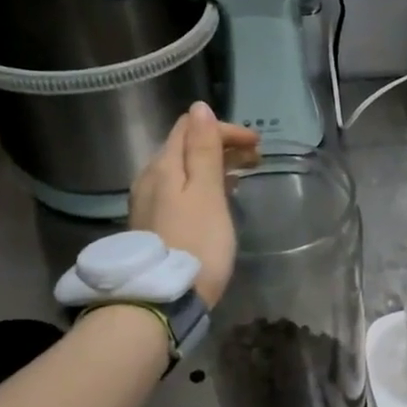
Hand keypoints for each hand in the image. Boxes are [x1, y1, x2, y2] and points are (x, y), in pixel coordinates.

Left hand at [127, 103, 258, 306]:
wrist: (163, 298)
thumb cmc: (196, 243)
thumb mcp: (206, 194)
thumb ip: (204, 150)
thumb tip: (200, 108)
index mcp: (163, 166)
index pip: (190, 127)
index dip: (225, 128)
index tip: (257, 144)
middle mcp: (149, 178)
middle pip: (184, 147)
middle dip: (221, 145)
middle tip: (256, 159)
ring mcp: (148, 203)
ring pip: (182, 170)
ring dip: (213, 165)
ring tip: (241, 176)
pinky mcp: (153, 225)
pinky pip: (179, 190)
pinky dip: (203, 185)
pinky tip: (217, 197)